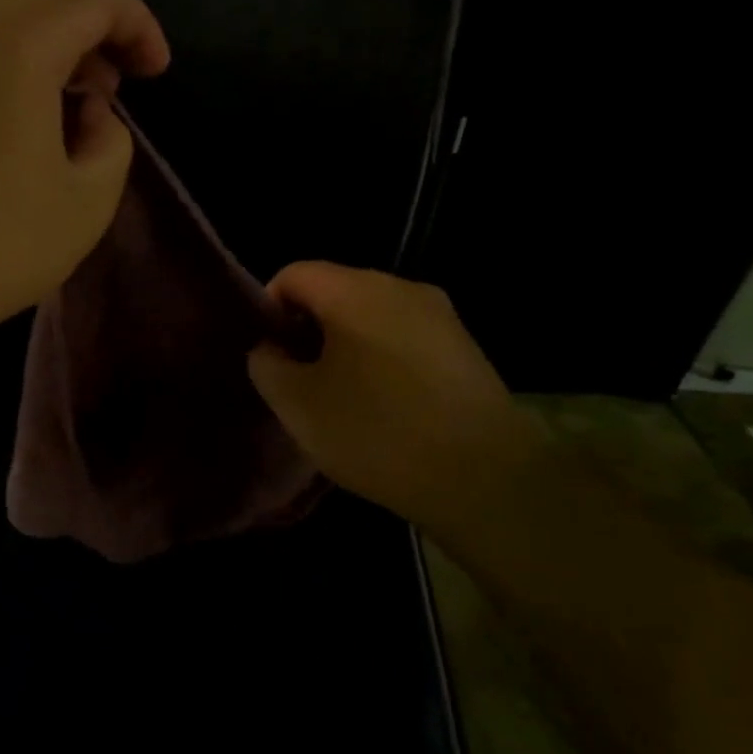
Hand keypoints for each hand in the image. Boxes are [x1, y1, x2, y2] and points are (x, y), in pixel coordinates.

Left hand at [0, 0, 169, 355]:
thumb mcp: (87, 201)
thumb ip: (112, 140)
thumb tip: (91, 114)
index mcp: (17, 41)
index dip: (139, 25)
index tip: (155, 76)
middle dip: (92, 22)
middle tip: (110, 87)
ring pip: (2, 8)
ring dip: (49, 39)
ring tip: (71, 107)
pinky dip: (9, 56)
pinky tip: (21, 119)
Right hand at [248, 263, 551, 532]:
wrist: (485, 479)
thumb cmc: (377, 433)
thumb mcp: (297, 405)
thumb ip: (267, 365)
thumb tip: (270, 348)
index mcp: (355, 290)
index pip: (293, 274)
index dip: (269, 309)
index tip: (269, 355)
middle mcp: (400, 287)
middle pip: (334, 291)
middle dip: (307, 329)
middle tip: (299, 380)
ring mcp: (440, 315)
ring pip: (370, 315)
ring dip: (345, 346)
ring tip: (342, 398)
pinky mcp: (464, 346)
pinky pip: (404, 337)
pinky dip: (382, 359)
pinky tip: (385, 407)